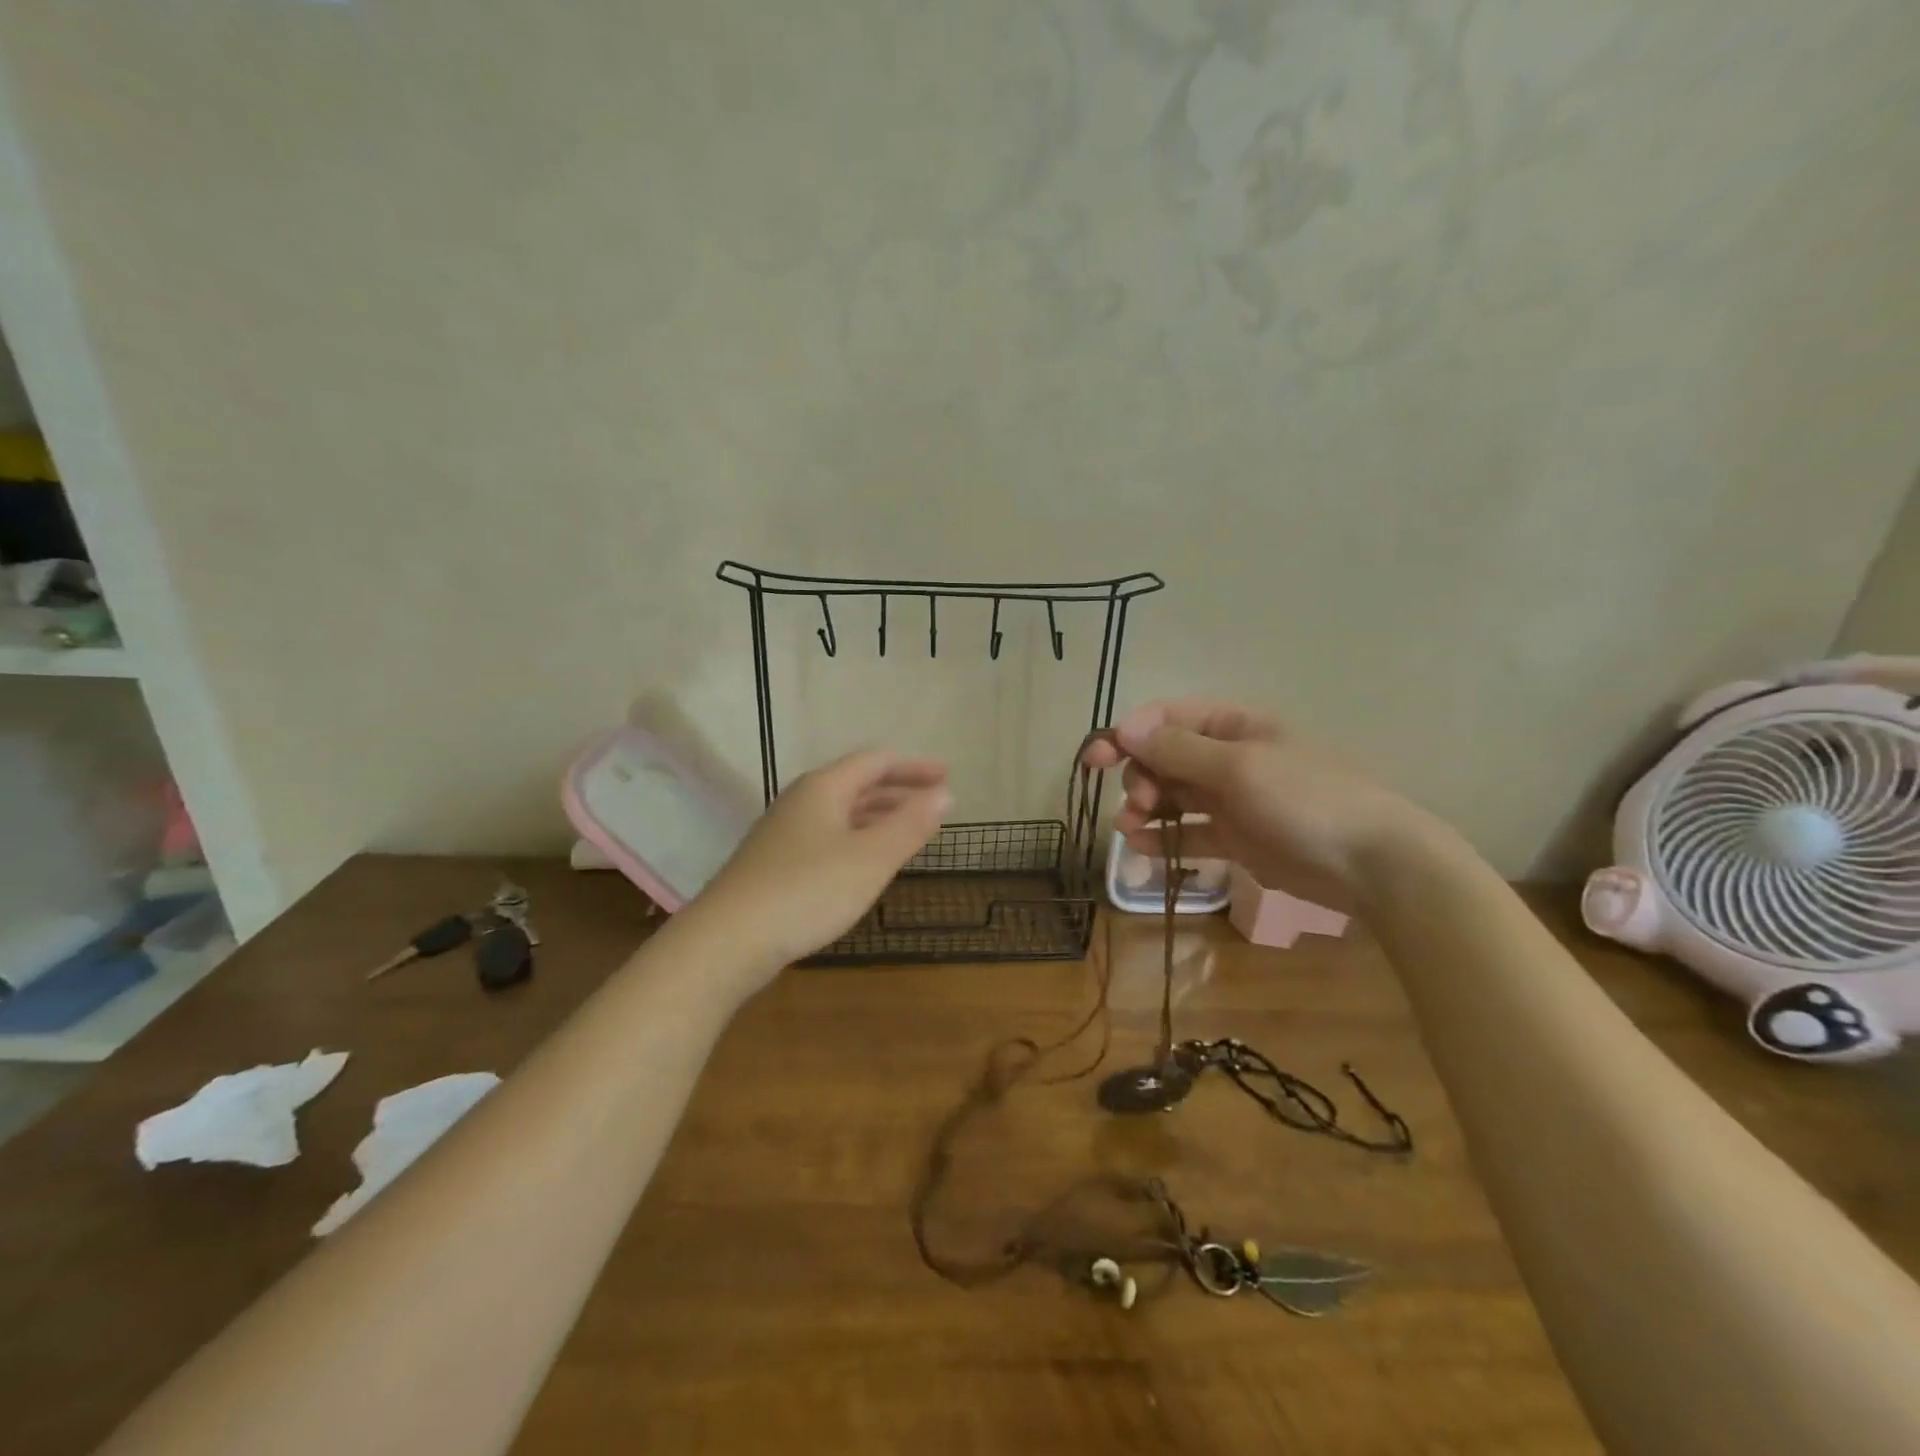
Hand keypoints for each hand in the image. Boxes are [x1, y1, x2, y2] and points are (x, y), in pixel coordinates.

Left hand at [689, 750, 949, 978]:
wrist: (728, 940)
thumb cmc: (807, 891)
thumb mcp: (870, 858)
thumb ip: (909, 824)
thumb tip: (944, 793)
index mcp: (824, 788)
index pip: (875, 762)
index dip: (913, 766)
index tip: (946, 776)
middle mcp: (801, 801)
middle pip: (857, 783)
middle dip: (898, 790)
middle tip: (934, 802)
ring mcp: (783, 832)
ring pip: (841, 812)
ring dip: (878, 816)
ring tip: (908, 830)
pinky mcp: (774, 863)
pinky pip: (828, 836)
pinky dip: (858, 839)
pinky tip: (865, 863)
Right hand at [1080, 699, 1428, 905]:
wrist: (1372, 864)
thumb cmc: (1306, 799)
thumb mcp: (1238, 767)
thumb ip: (1178, 750)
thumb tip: (1124, 729)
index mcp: (1233, 726)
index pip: (1167, 718)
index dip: (1128, 733)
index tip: (1097, 757)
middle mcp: (1228, 757)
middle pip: (1164, 757)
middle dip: (1140, 776)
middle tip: (1138, 804)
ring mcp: (1232, 799)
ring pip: (1172, 796)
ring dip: (1144, 809)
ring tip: (1128, 830)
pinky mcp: (1236, 837)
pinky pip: (1189, 831)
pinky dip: (1163, 838)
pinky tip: (1141, 848)